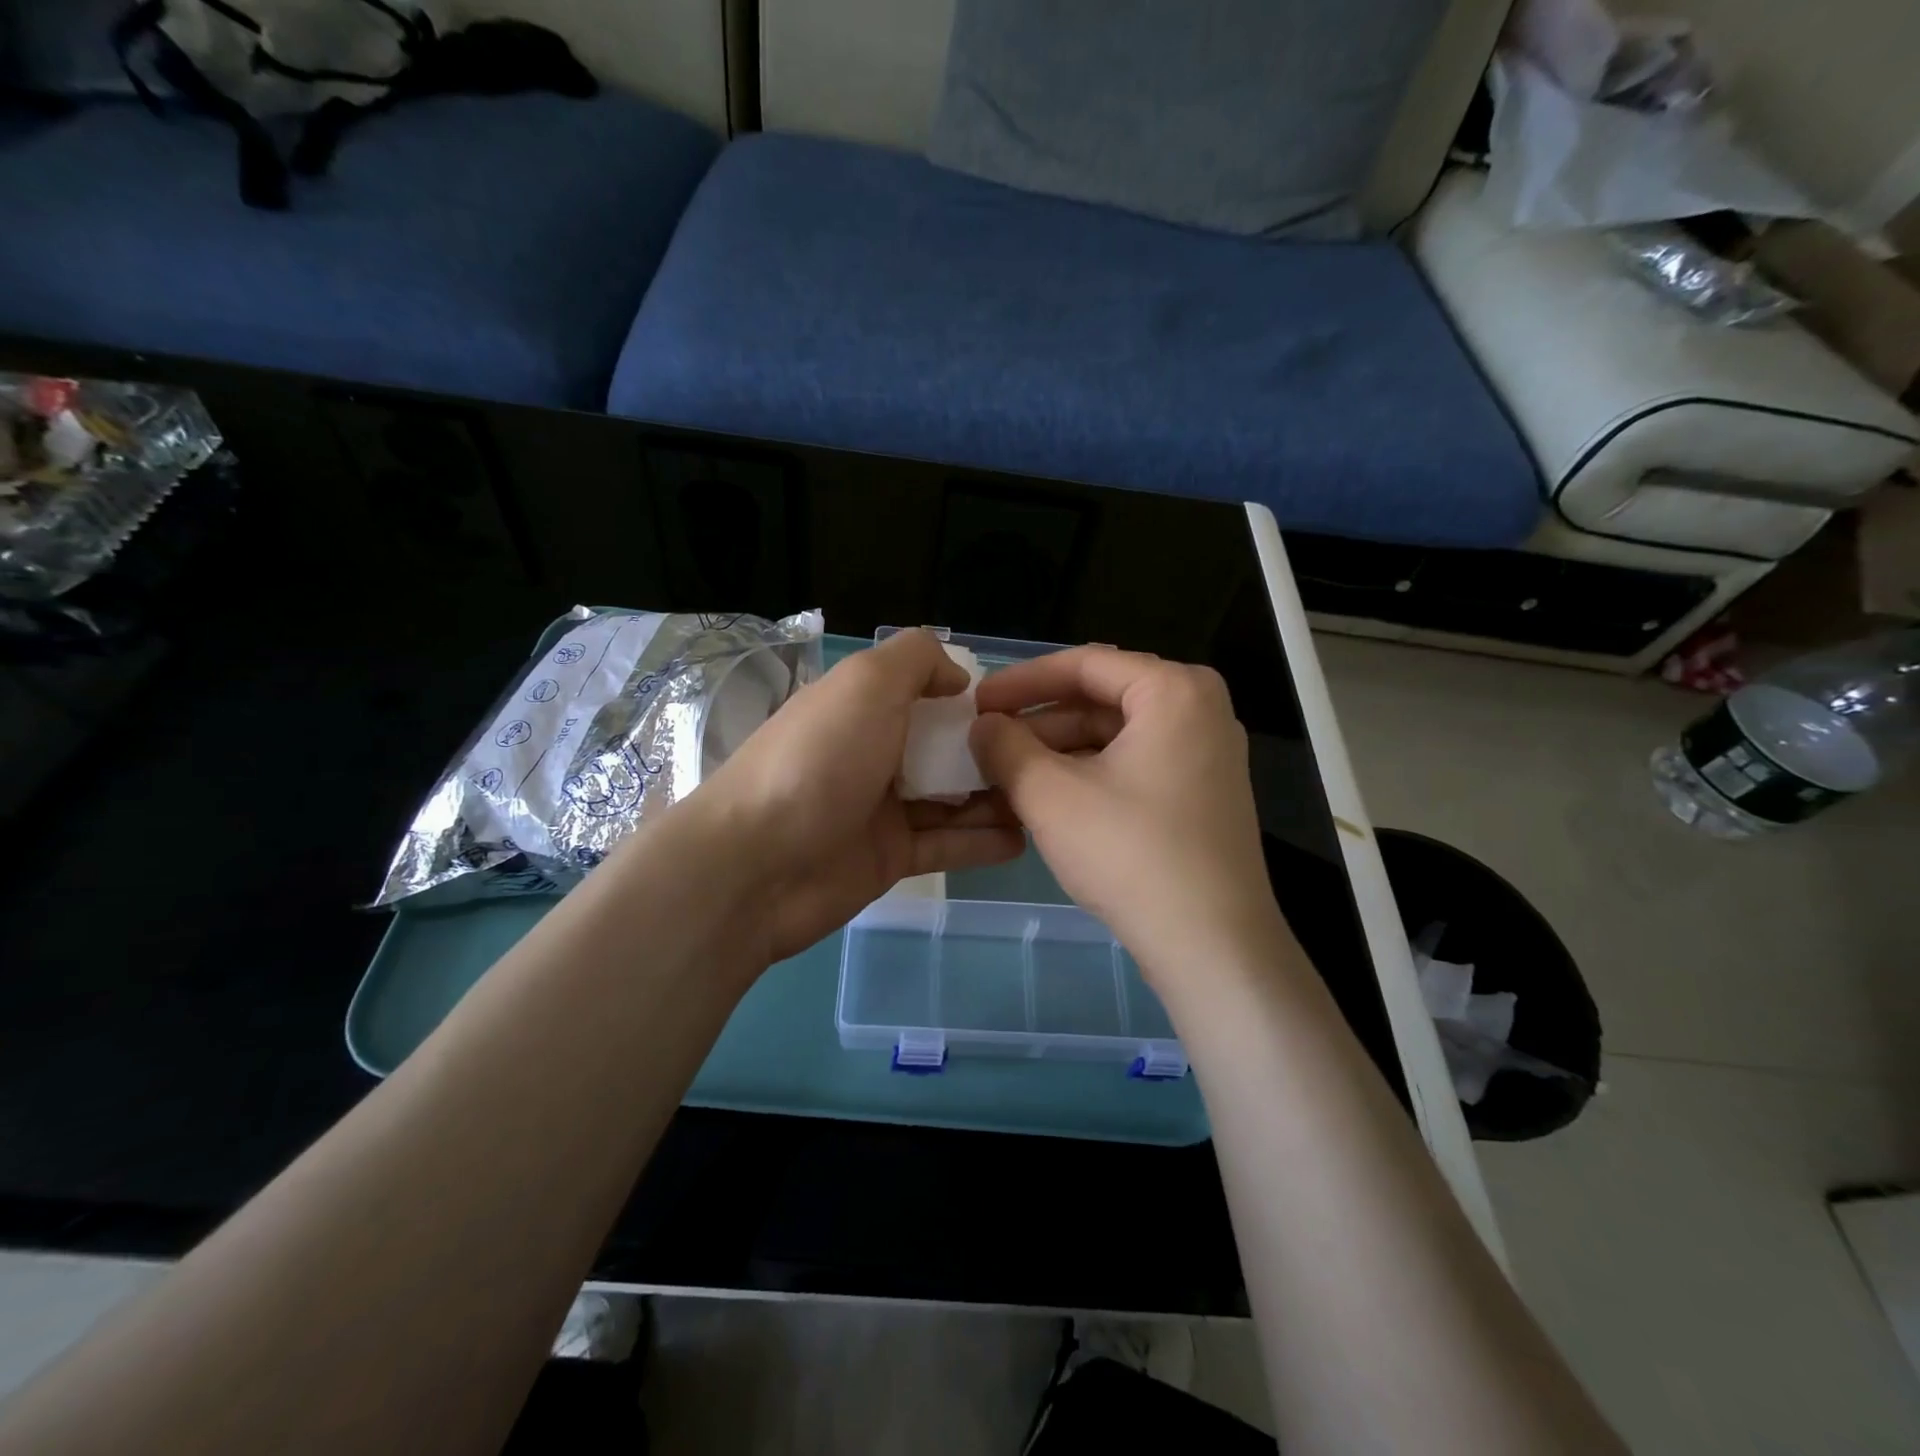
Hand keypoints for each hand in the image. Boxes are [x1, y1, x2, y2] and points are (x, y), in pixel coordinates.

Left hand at [701, 629, 1024, 962]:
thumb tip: (957, 677)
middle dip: (993, 751)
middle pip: (944, 747)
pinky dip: (981, 841)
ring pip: (951, 798)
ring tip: (1047, 799)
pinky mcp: (889, 859)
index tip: (1018, 709)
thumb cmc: (818, 761)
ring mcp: (880, 809)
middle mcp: (873, 753)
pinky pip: (945, 845)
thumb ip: (916, 660)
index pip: (926, 693)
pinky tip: (1022, 838)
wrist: (758, 865)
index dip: (970, 698)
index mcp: (863, 707)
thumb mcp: (866, 683)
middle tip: (1047, 759)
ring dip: (994, 797)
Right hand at [970, 648, 1289, 995]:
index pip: (1084, 664)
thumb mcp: (1050, 794)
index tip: (978, 703)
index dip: (1021, 681)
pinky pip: (1134, 765)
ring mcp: (1206, 755)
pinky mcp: (1202, 795)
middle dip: (1039, 722)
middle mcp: (1200, 711)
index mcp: (1174, 691)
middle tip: (987, 743)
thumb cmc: (1130, 854)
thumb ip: (1006, 747)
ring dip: (1058, 752)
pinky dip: (1088, 776)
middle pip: (1101, 698)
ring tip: (1006, 776)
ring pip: (1115, 736)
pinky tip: (1046, 800)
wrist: (1211, 946)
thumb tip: (983, 726)